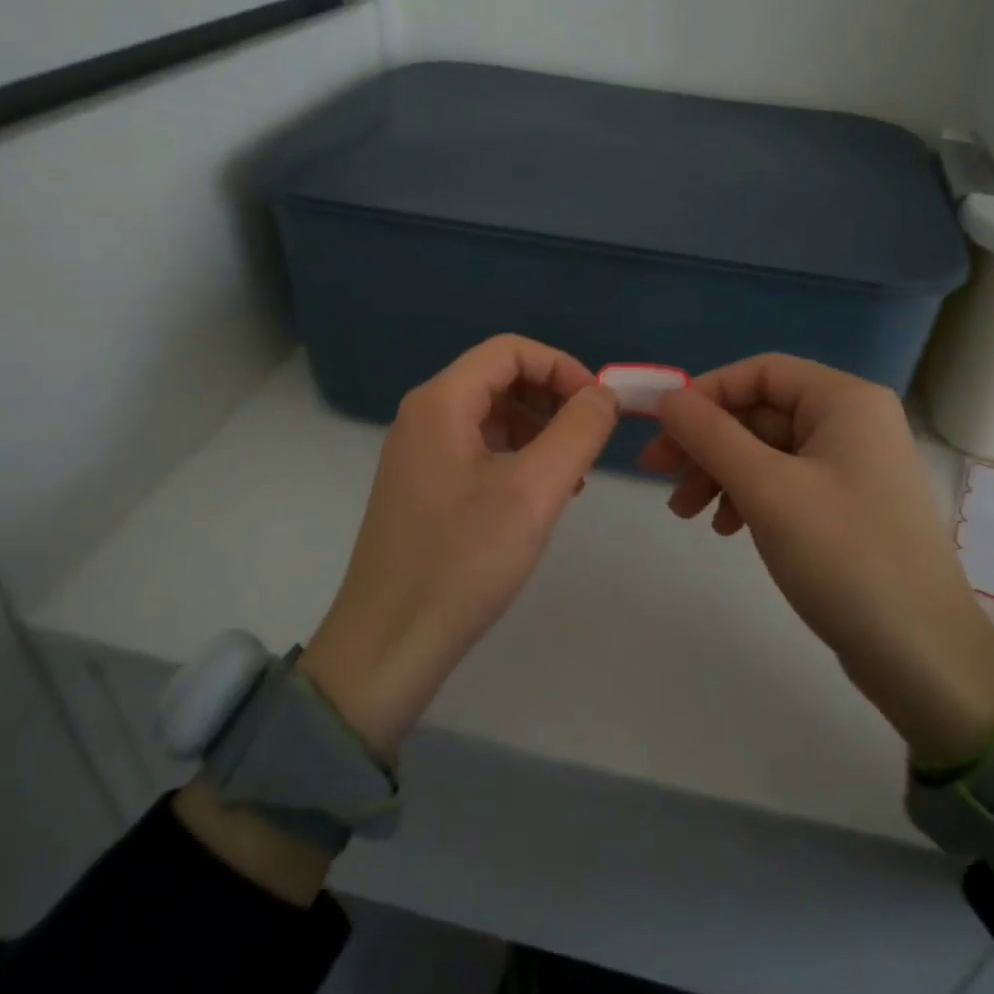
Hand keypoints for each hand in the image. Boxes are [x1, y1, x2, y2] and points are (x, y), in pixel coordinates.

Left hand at [299, 335, 619, 757]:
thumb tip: (604, 393)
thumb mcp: (533, 491)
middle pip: (501, 378)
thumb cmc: (462, 561)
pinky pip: (480, 450)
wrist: (388, 644)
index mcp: (441, 401)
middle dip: (553, 399)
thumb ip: (578, 431)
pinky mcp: (426, 487)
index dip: (562, 367)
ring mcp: (422, 453)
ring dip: (541, 430)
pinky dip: (519, 458)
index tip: (600, 408)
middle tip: (591, 442)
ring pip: (494, 416)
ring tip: (573, 475)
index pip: (510, 350)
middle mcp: (425, 415)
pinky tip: (542, 495)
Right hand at [640, 355, 993, 765]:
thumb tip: (667, 398)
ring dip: (720, 473)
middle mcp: (852, 422)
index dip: (705, 393)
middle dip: (706, 442)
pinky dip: (748, 497)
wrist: (921, 654)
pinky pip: (784, 482)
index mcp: (845, 401)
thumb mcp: (766, 488)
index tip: (662, 428)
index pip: (760, 372)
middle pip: (760, 412)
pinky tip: (727, 528)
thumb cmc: (843, 555)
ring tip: (686, 513)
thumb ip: (710, 435)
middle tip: (658, 475)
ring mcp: (852, 466)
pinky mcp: (847, 506)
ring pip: (767, 450)